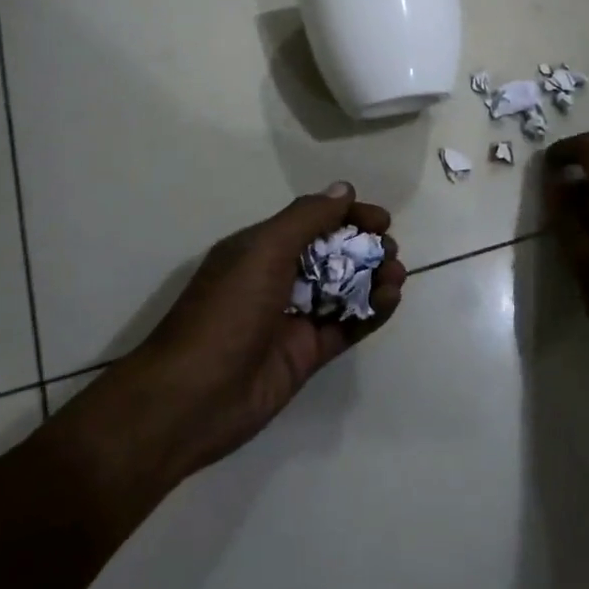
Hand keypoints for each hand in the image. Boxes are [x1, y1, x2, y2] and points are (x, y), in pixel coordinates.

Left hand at [82, 183, 407, 485]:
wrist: (191, 399)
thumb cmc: (226, 312)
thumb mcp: (263, 251)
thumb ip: (306, 218)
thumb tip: (344, 190)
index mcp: (261, 248)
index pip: (312, 221)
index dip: (348, 216)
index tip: (381, 220)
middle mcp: (278, 278)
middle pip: (332, 254)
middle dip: (365, 247)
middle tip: (390, 250)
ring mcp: (293, 318)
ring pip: (344, 289)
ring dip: (373, 277)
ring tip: (396, 274)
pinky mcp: (307, 354)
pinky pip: (347, 326)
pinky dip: (371, 311)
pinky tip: (390, 298)